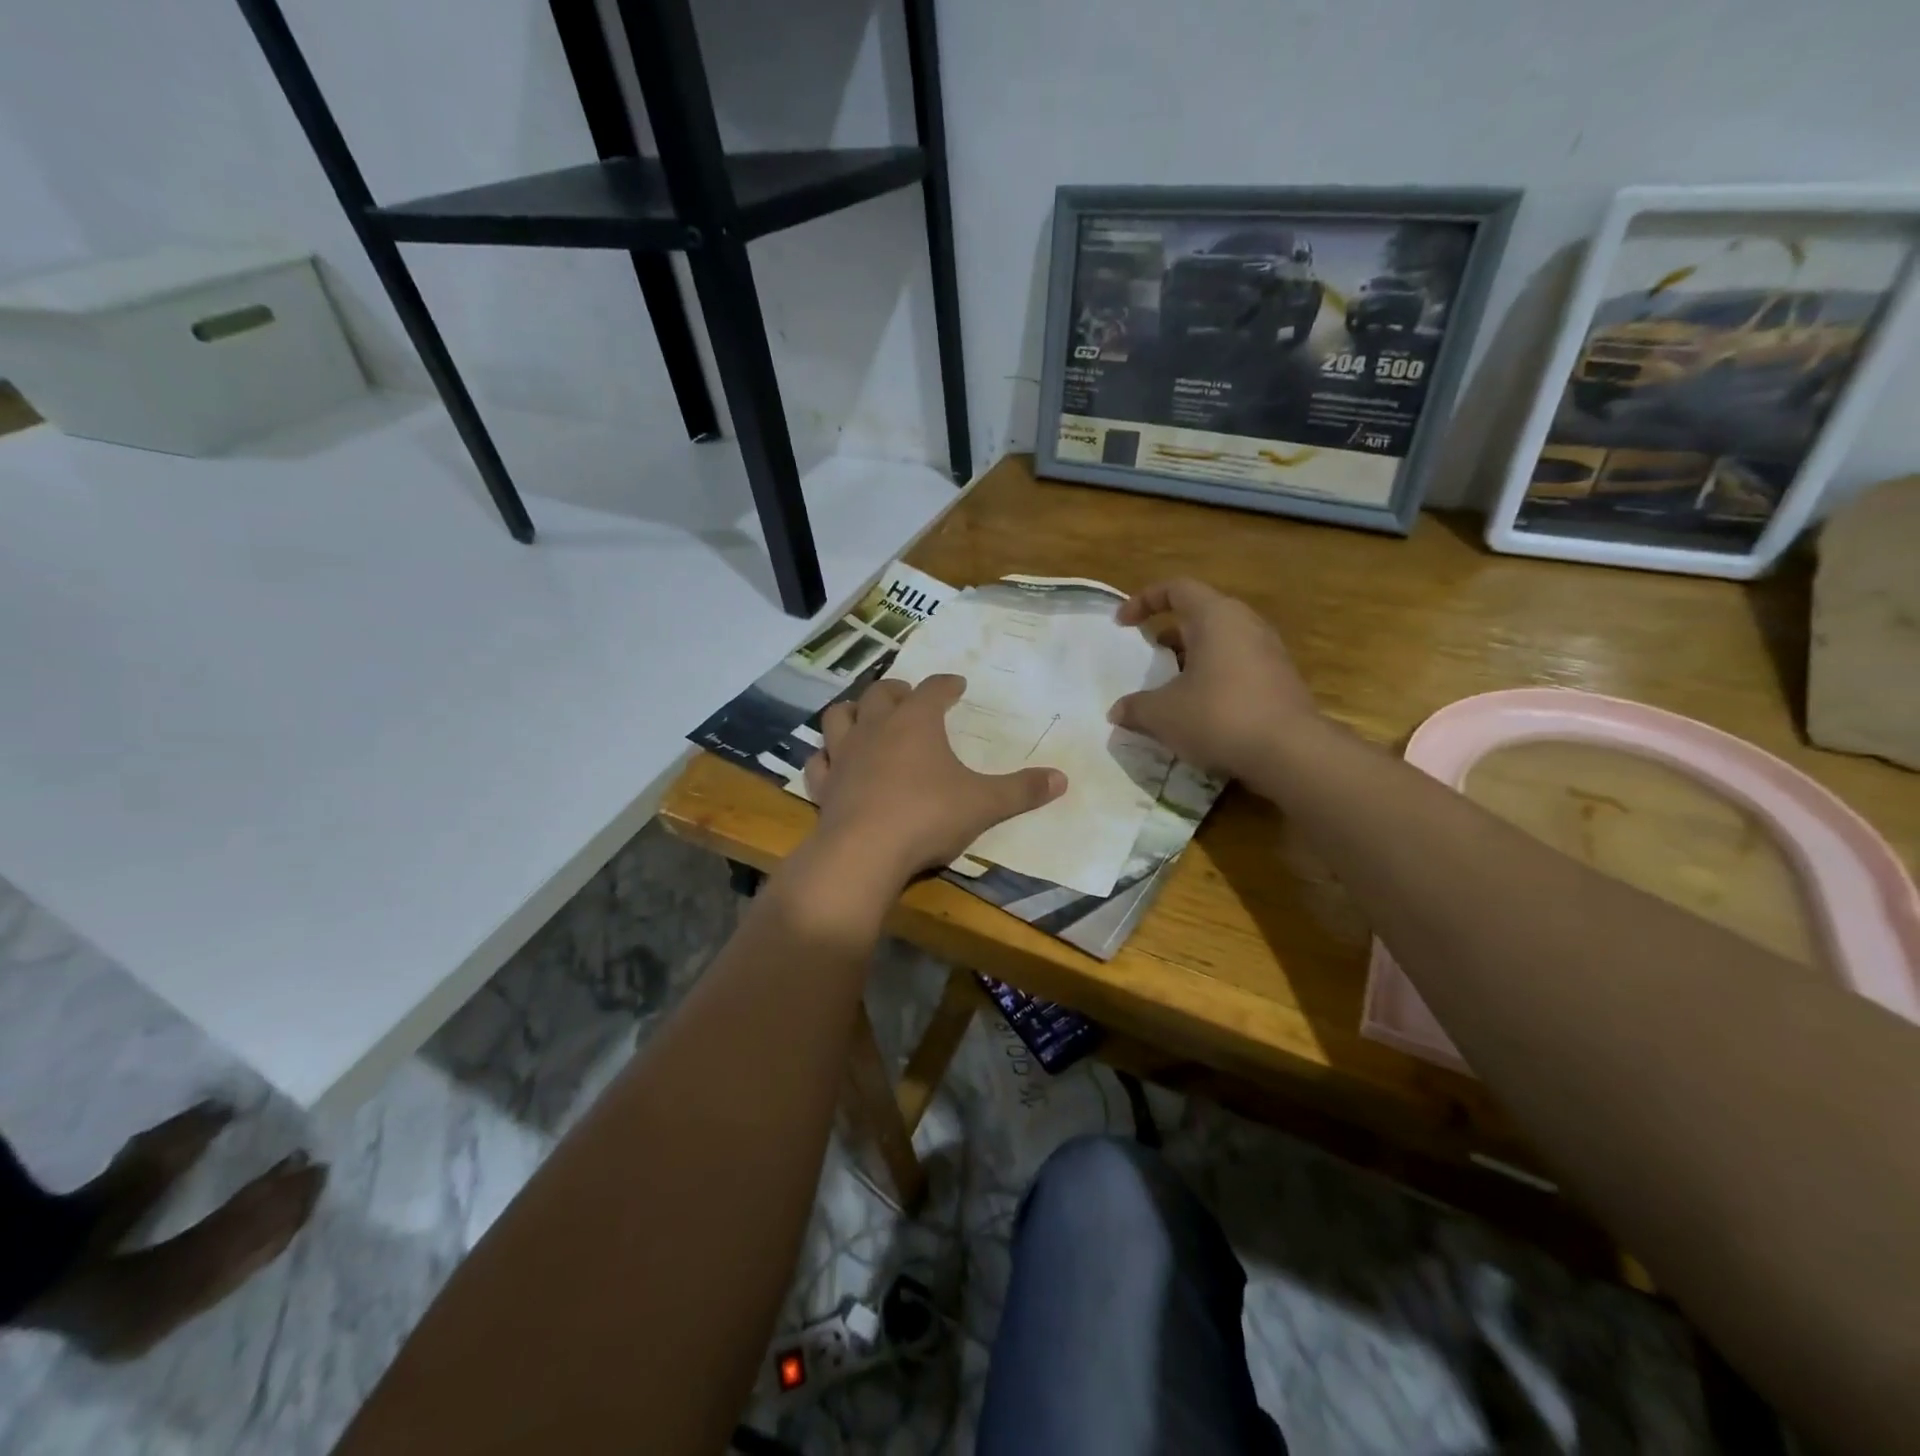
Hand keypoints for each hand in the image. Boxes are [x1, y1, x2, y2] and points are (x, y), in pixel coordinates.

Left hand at [802, 675, 1066, 886]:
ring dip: (853, 711)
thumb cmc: (928, 816)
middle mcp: (876, 728)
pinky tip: (834, 763)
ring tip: (865, 717)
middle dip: (897, 691)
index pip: (933, 689)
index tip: (956, 685)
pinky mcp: (824, 785)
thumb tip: (1062, 779)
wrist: (865, 852)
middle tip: (909, 697)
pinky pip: (819, 761)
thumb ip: (1022, 790)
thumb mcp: (984, 804)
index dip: (946, 684)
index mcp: (916, 722)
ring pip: (839, 717)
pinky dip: (827, 757)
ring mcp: (845, 755)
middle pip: (881, 694)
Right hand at [1109, 579, 1318, 781]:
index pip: (1177, 588)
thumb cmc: (1218, 716)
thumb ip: (1135, 708)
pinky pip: (1237, 666)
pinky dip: (1213, 678)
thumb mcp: (1163, 714)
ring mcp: (1268, 652)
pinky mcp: (1280, 680)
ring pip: (1221, 642)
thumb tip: (1117, 712)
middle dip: (1169, 633)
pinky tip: (1200, 710)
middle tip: (1149, 657)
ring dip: (1192, 659)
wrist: (1290, 752)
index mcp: (1215, 617)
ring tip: (1171, 687)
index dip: (1144, 600)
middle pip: (1200, 615)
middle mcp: (1245, 624)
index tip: (1123, 624)